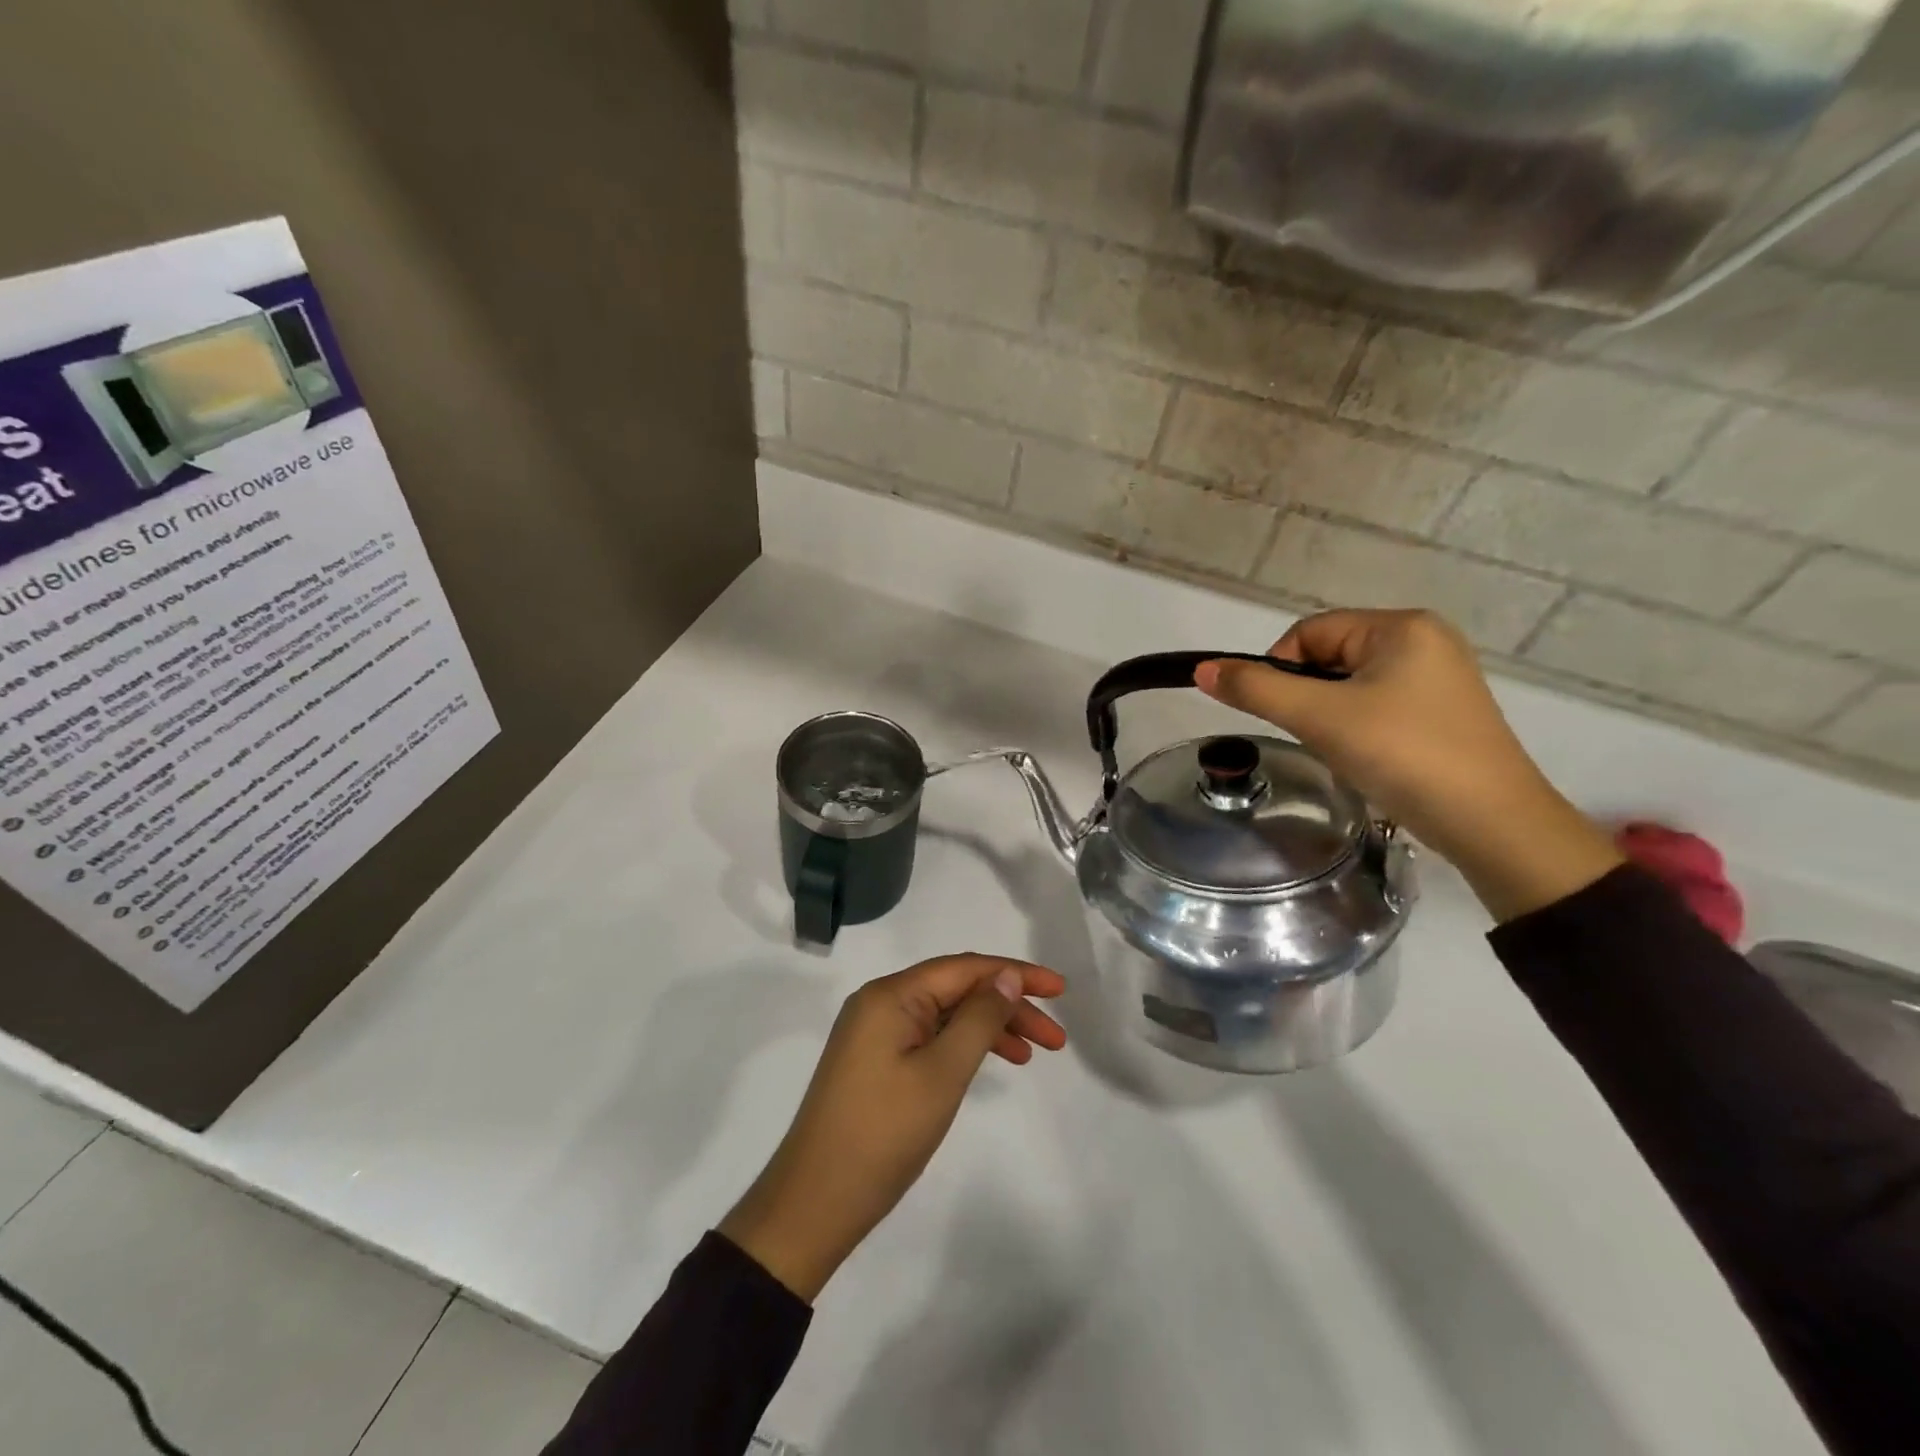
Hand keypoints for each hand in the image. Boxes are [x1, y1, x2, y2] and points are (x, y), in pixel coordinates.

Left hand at [718, 955, 1066, 1301]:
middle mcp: (880, 1002)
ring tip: (1032, 1054)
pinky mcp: (875, 1061)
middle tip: (1055, 1039)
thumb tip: (1006, 977)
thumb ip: (979, 1018)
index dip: (1015, 974)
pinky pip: (929, 1037)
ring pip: (945, 1015)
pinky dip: (963, 1046)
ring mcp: (874, 1033)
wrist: (814, 1203)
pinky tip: (990, 1063)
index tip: (1061, 990)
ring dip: (990, 1028)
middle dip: (1008, 1005)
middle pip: (956, 989)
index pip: (965, 968)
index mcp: (891, 995)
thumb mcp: (942, 1073)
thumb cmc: (883, 1134)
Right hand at [1195, 609, 1621, 921]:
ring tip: (1341, 749)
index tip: (1280, 712)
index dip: (1279, 667)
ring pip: (1351, 685)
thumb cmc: (1402, 754)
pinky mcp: (1444, 714)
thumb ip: (1256, 689)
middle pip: (1330, 656)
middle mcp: (1425, 641)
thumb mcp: (1319, 717)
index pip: (1310, 632)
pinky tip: (1365, 756)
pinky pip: (1378, 705)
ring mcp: (1439, 678)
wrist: (1491, 823)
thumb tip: (1202, 669)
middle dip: (1308, 695)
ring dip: (1329, 714)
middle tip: (1313, 734)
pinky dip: (1358, 727)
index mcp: (1401, 626)